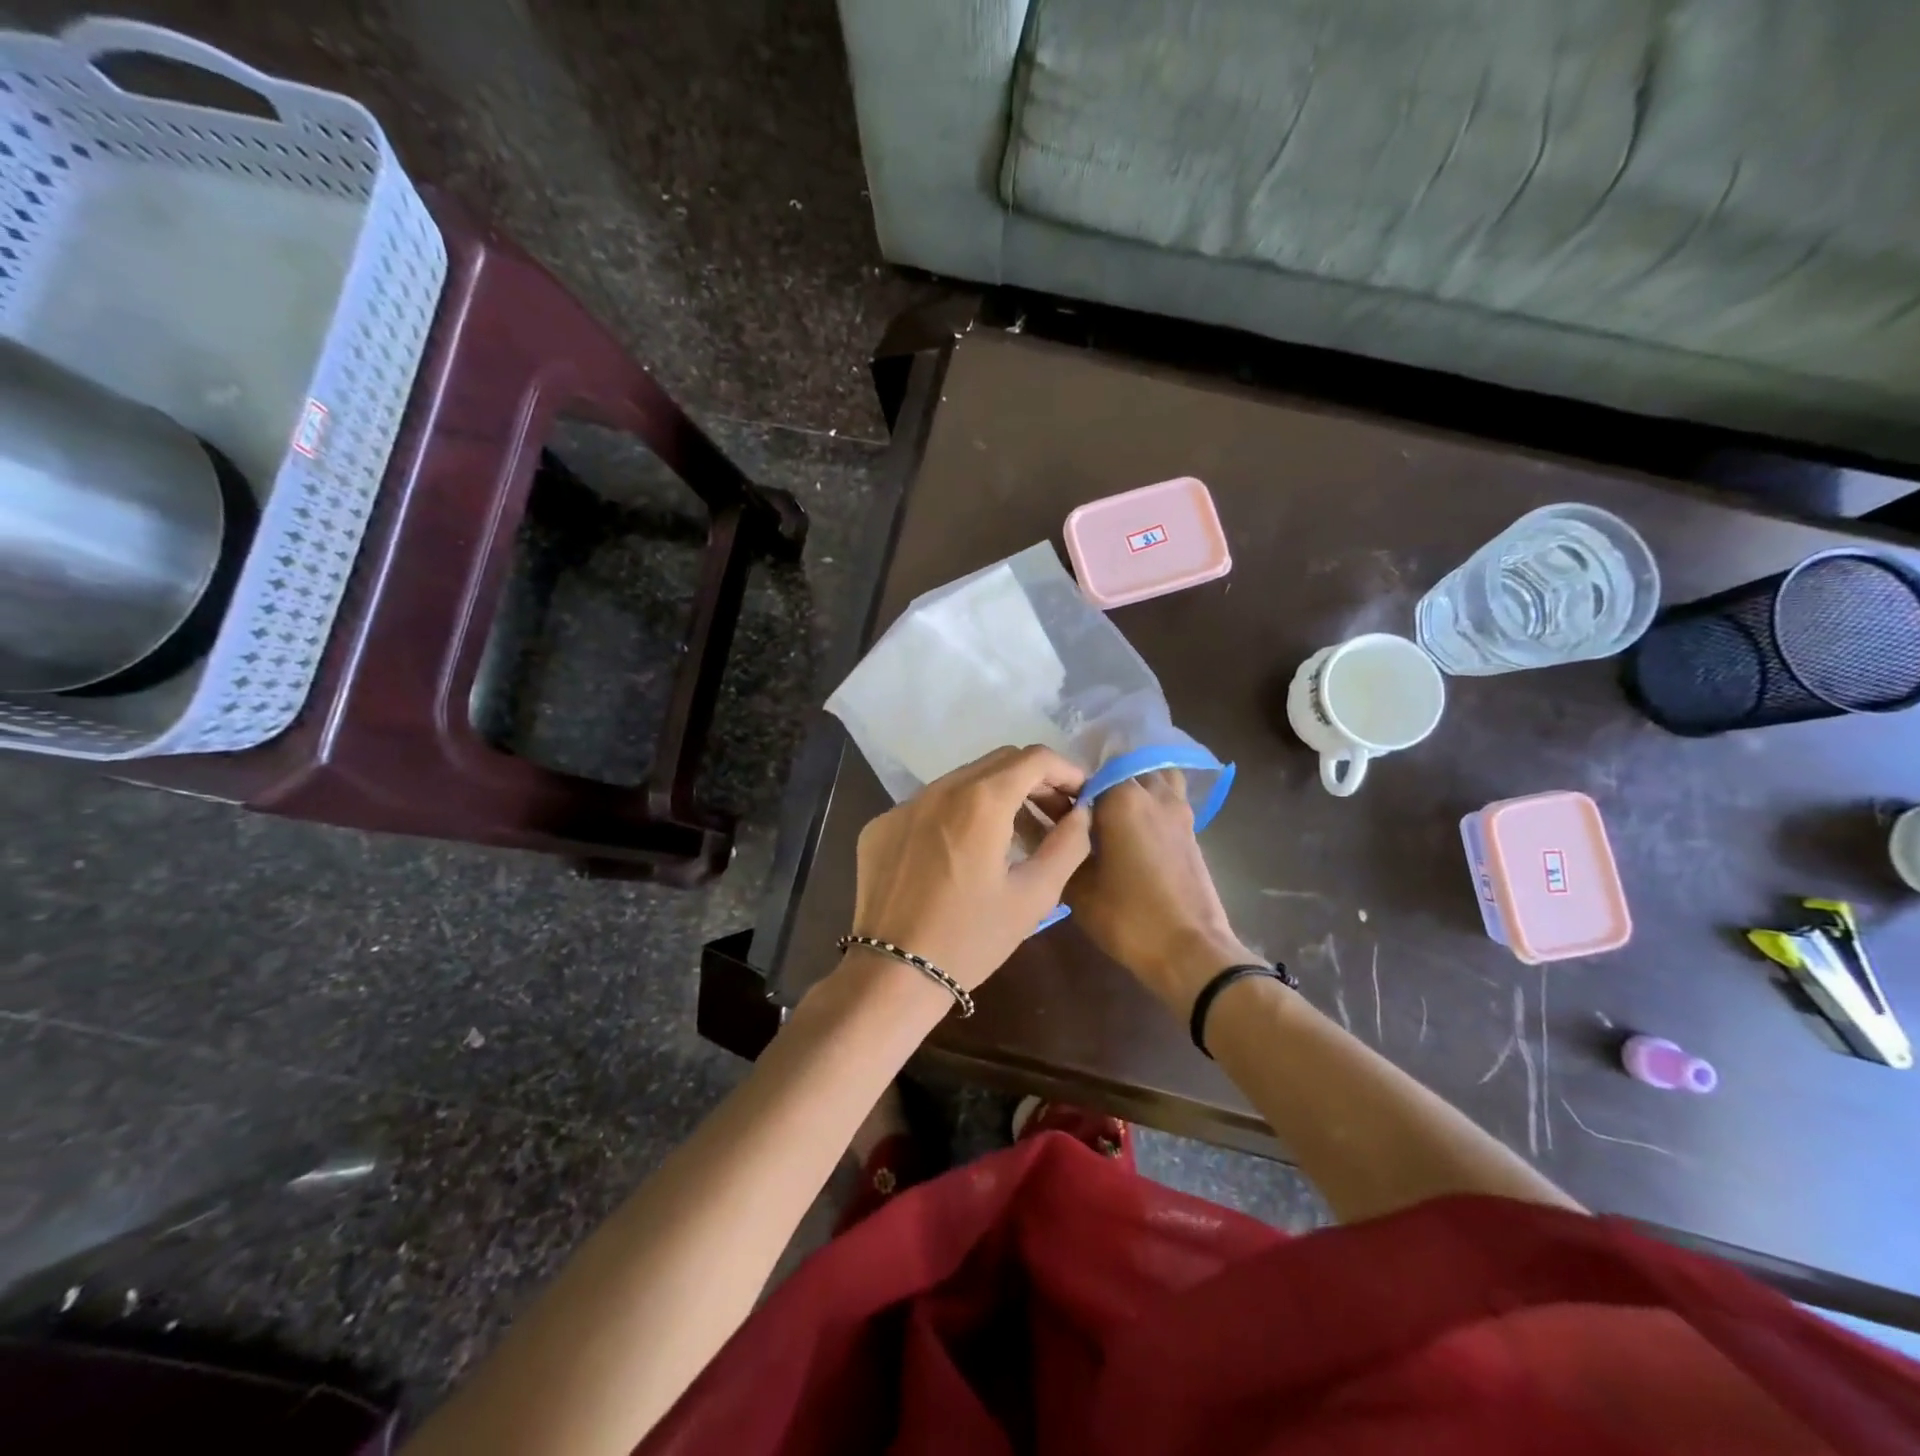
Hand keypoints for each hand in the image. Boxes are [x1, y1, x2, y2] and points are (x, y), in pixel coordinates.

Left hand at [850, 745, 1091, 991]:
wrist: (892, 974)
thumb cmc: (971, 939)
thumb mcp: (1034, 896)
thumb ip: (1067, 845)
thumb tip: (1082, 813)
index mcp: (981, 801)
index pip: (1034, 758)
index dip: (1066, 770)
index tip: (1081, 795)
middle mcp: (939, 789)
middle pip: (998, 761)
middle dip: (1034, 779)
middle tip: (1053, 813)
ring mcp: (904, 805)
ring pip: (961, 780)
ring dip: (994, 794)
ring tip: (1012, 832)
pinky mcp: (881, 825)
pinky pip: (928, 804)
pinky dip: (955, 814)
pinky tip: (961, 853)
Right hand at [1065, 772, 1255, 1012]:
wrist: (1191, 952)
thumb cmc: (1128, 918)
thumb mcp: (1077, 886)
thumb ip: (1058, 846)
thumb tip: (1035, 822)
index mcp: (1122, 799)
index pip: (1087, 773)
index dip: (1067, 788)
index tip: (1052, 809)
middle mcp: (1153, 793)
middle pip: (1121, 770)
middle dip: (1098, 785)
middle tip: (1077, 814)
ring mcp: (1178, 809)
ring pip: (1151, 777)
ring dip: (1131, 786)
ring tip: (1109, 814)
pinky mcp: (1192, 829)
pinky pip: (1167, 797)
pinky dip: (1149, 802)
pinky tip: (1131, 831)